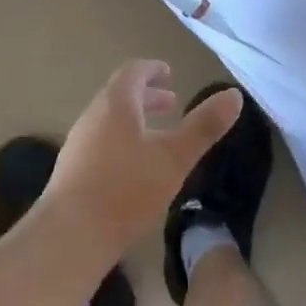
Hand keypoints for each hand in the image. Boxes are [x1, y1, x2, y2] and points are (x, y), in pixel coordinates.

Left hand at [35, 60, 243, 270]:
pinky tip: (134, 168)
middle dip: (147, 96)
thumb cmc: (126, 189)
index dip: (152, 70)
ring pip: (109, 120)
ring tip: (156, 136)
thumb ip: (204, 126)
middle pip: (120, 95)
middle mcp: (93, 116)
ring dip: (134, 119)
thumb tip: (234, 94)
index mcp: (116, 104)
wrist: (71, 236)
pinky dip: (121, 140)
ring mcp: (78, 144)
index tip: (169, 74)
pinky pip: (100, 141)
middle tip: (171, 104)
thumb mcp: (175, 157)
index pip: (133, 72)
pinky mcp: (72, 170)